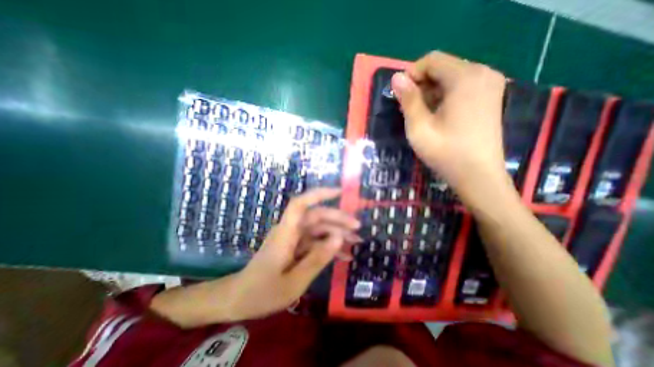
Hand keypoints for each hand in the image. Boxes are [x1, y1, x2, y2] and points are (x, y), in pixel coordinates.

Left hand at [232, 187, 358, 319]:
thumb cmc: (263, 293)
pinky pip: (314, 242)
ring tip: (356, 241)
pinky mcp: (294, 246)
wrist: (239, 300)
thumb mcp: (294, 282)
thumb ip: (317, 258)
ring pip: (318, 228)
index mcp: (286, 234)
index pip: (301, 204)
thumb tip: (339, 237)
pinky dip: (329, 246)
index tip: (340, 192)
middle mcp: (290, 230)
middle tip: (358, 229)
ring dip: (337, 233)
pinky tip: (344, 255)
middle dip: (338, 219)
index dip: (319, 194)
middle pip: (316, 216)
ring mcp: (292, 238)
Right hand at [390, 50, 513, 207]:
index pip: (432, 60)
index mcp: (465, 77)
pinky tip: (436, 115)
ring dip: (430, 91)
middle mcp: (482, 73)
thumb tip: (396, 77)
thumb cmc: (446, 152)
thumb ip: (408, 100)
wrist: (478, 176)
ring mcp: (489, 85)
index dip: (411, 74)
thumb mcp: (419, 127)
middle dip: (420, 84)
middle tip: (407, 108)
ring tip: (419, 114)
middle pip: (443, 67)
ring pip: (451, 77)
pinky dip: (444, 96)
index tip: (399, 95)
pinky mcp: (490, 97)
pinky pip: (461, 87)